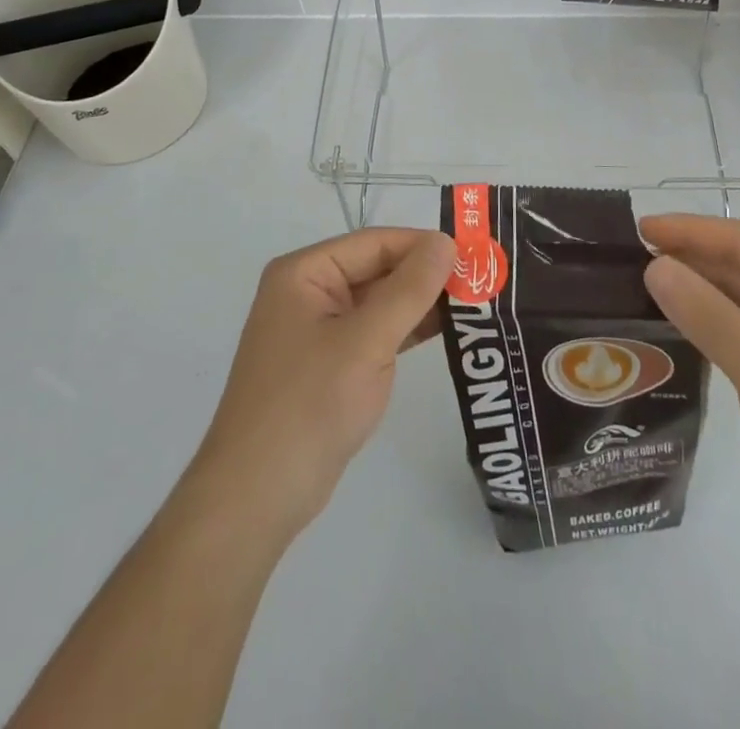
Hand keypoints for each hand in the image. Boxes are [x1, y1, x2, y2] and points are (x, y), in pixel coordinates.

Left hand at [185, 228, 456, 542]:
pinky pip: (375, 331)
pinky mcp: (330, 363)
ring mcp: (318, 329)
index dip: (424, 245)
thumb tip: (446, 242)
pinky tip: (448, 330)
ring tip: (476, 302)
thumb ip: (409, 289)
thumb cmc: (308, 406)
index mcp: (305, 273)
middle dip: (427, 274)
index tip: (475, 255)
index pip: (375, 242)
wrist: (256, 497)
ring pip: (380, 301)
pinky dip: (407, 329)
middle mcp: (309, 291)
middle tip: (483, 280)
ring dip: (422, 302)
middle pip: (378, 268)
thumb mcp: (365, 341)